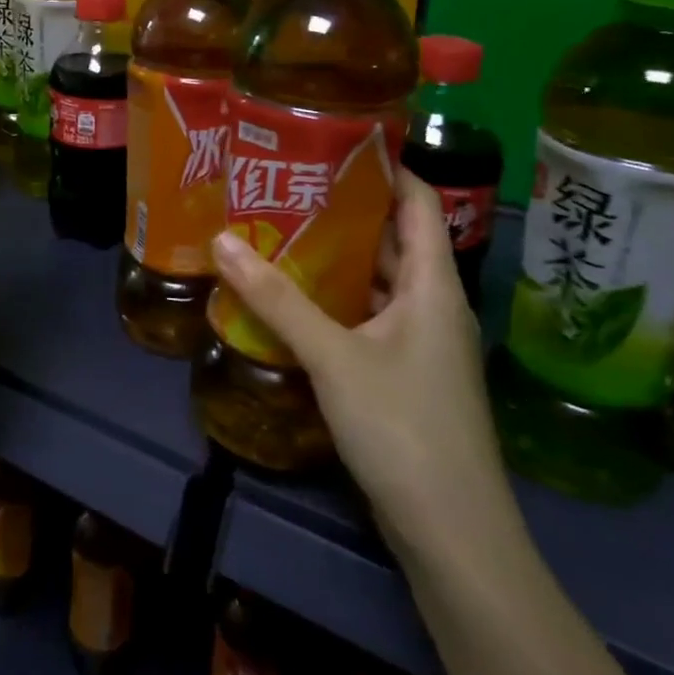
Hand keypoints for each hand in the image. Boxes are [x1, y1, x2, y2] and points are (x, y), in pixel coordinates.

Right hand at [210, 169, 518, 566]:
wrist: (453, 534)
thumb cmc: (404, 428)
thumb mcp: (333, 357)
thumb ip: (277, 299)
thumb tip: (220, 240)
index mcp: (435, 285)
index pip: (418, 200)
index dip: (384, 165)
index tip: (332, 140)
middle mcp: (434, 304)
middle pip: (394, 237)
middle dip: (344, 208)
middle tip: (286, 182)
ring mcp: (421, 341)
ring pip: (378, 279)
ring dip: (337, 255)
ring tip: (279, 227)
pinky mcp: (405, 373)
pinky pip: (369, 316)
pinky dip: (336, 298)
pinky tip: (293, 296)